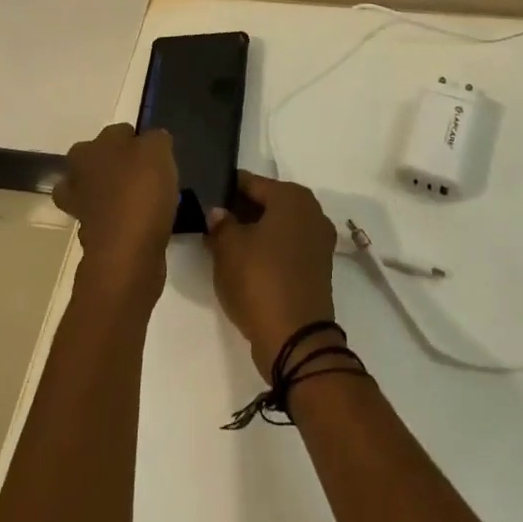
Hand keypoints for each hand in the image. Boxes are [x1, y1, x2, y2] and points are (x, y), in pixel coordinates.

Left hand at [54, 124, 177, 299]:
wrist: (127, 251)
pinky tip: (139, 222)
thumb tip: (153, 140)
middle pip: (99, 160)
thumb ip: (156, 138)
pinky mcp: (89, 235)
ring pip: (96, 190)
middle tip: (146, 175)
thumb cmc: (141, 191)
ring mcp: (80, 206)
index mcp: (91, 148)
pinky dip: (118, 218)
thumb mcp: (159, 150)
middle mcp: (77, 174)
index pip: (119, 132)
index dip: (139, 140)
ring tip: (141, 200)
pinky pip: (106, 217)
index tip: (156, 154)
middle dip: (116, 165)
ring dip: (113, 194)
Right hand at [204, 172, 338, 378]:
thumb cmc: (259, 280)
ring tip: (223, 246)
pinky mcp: (318, 267)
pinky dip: (268, 250)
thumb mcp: (228, 248)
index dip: (225, 190)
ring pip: (277, 226)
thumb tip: (218, 212)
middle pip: (267, 203)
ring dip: (253, 233)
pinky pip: (287, 247)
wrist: (295, 339)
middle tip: (210, 224)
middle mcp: (311, 211)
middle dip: (239, 211)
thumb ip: (220, 223)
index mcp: (292, 197)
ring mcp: (318, 240)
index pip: (250, 182)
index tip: (204, 199)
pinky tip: (245, 263)